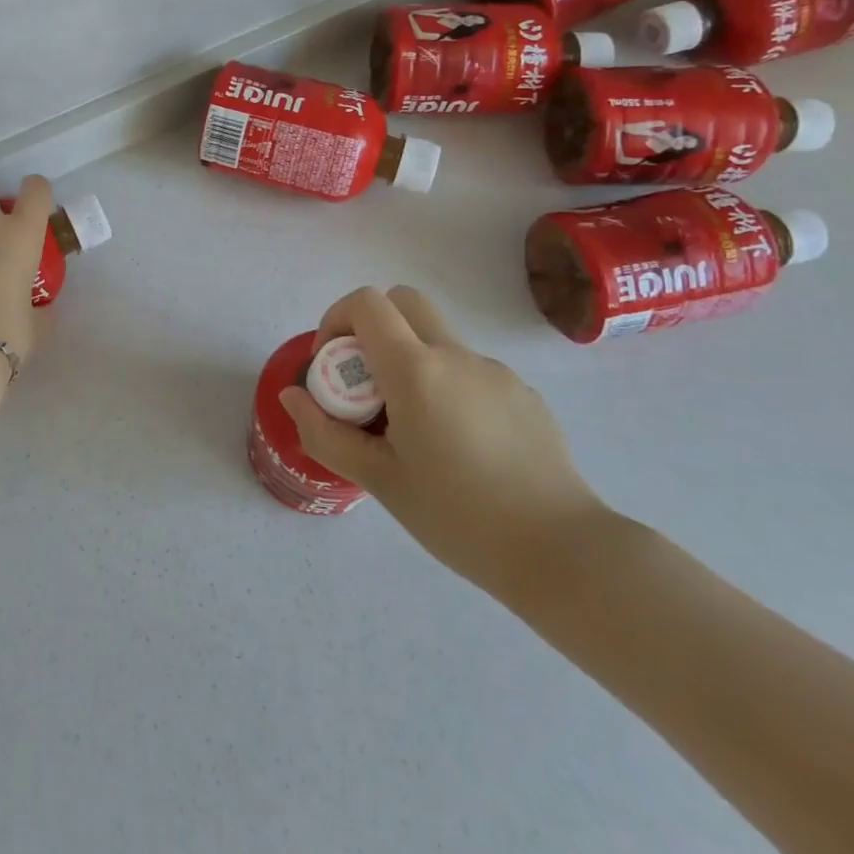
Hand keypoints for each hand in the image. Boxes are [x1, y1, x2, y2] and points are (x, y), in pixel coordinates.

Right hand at [279, 286, 606, 597]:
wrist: (561, 552)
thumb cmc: (458, 517)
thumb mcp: (379, 481)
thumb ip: (326, 433)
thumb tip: (292, 396)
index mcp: (416, 370)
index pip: (366, 304)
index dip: (337, 319)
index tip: (332, 365)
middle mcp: (456, 356)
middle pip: (403, 301)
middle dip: (372, 325)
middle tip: (365, 380)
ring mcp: (495, 372)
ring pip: (438, 338)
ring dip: (411, 359)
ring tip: (414, 428)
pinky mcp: (523, 393)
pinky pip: (470, 370)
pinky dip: (448, 385)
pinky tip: (460, 445)